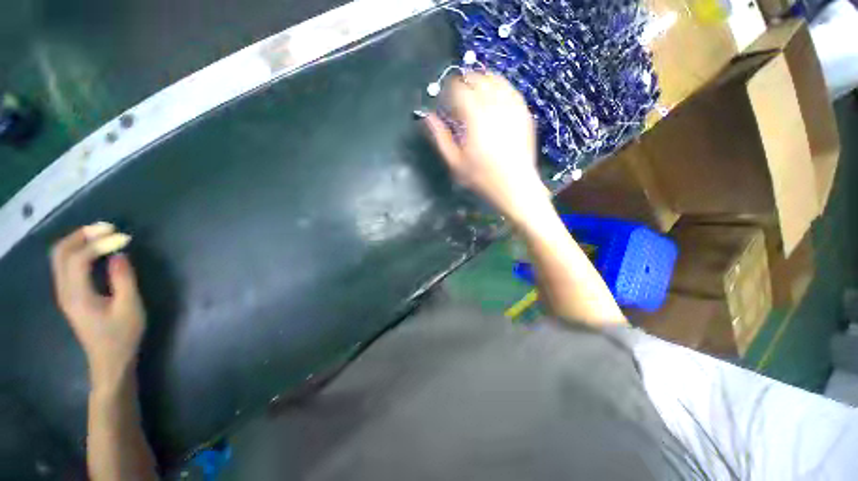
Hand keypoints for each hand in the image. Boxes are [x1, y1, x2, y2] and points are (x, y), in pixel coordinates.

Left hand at [50, 226, 145, 390]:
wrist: (109, 361)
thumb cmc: (122, 336)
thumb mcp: (130, 308)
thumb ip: (123, 279)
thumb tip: (118, 255)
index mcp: (77, 295)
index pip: (78, 258)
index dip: (99, 244)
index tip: (124, 237)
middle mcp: (64, 290)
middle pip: (60, 253)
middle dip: (81, 235)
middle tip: (106, 227)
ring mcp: (65, 293)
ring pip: (60, 257)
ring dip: (78, 241)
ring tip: (101, 234)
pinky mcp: (70, 295)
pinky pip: (66, 265)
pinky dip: (78, 251)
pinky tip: (95, 250)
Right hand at [425, 73, 546, 223]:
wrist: (515, 185)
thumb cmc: (482, 177)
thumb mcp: (455, 162)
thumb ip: (441, 137)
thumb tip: (428, 117)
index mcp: (475, 117)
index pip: (458, 89)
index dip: (447, 90)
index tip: (444, 101)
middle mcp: (494, 105)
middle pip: (476, 79)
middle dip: (463, 83)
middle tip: (457, 98)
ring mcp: (512, 107)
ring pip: (495, 79)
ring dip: (481, 81)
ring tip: (474, 94)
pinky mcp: (523, 112)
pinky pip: (510, 89)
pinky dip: (499, 87)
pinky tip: (494, 97)